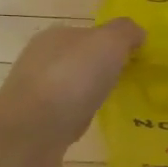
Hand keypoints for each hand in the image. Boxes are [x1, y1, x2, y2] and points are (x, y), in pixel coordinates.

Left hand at [0, 19, 142, 166]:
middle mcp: (40, 61)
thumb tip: (137, 33)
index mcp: (55, 37)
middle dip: (99, 70)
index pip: (87, 34)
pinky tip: (90, 127)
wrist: (30, 133)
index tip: (134, 60)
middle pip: (78, 61)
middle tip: (127, 83)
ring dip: (87, 95)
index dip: (111, 44)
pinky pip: (63, 115)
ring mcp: (34, 94)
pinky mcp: (33, 124)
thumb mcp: (108, 43)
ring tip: (112, 106)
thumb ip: (125, 33)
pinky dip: (77, 118)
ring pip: (69, 89)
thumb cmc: (71, 79)